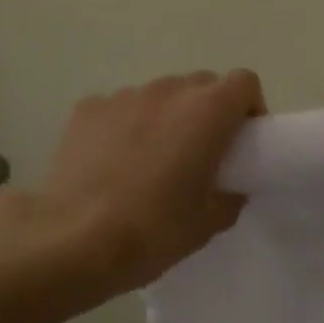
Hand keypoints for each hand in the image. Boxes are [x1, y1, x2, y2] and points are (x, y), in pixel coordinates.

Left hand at [39, 69, 263, 293]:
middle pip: (201, 85)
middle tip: (200, 155)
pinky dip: (126, 126)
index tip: (242, 142)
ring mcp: (123, 96)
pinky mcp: (87, 109)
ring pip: (159, 96)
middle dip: (208, 112)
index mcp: (206, 111)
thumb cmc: (154, 230)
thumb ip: (231, 194)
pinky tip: (113, 163)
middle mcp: (167, 91)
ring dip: (166, 118)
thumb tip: (227, 185)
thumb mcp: (209, 222)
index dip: (248, 108)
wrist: (74, 240)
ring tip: (151, 161)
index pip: (244, 82)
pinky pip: (120, 109)